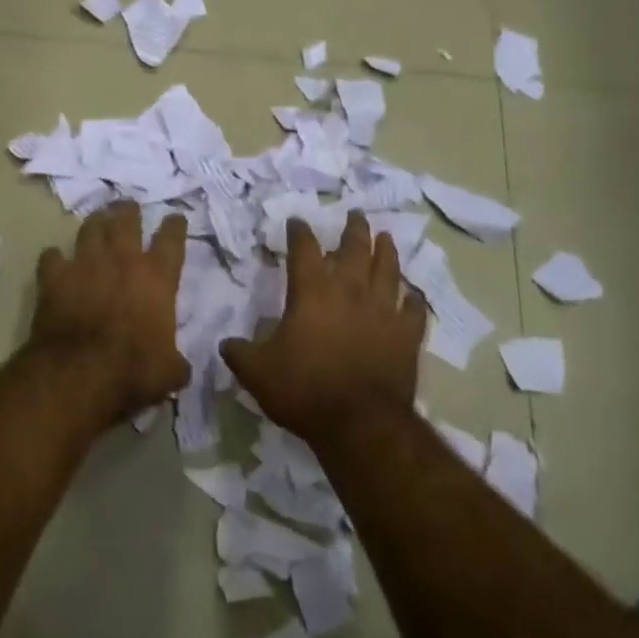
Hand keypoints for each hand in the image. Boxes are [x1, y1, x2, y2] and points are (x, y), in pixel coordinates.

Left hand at [30, 202, 190, 419]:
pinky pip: (51, 257)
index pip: (171, 241)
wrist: (79, 373)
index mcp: (157, 278)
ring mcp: (85, 264)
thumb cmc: (134, 370)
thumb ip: (176, 362)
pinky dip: (53, 257)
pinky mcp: (55, 277)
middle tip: (128, 205)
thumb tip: (179, 367)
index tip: (175, 218)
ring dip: (95, 222)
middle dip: (128, 211)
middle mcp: (123, 261)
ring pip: (90, 229)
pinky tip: (54, 258)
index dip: (174, 226)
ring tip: (97, 218)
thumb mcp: (169, 372)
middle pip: (126, 222)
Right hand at [220, 211, 424, 443]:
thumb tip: (225, 344)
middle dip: (354, 229)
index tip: (297, 221)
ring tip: (386, 237)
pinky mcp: (406, 336)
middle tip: (355, 213)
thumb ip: (239, 353)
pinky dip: (413, 300)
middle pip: (354, 249)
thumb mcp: (257, 373)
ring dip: (387, 251)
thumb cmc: (304, 390)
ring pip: (388, 271)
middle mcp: (349, 292)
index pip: (304, 250)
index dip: (299, 232)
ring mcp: (382, 312)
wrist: (359, 423)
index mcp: (312, 293)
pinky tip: (412, 295)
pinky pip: (413, 311)